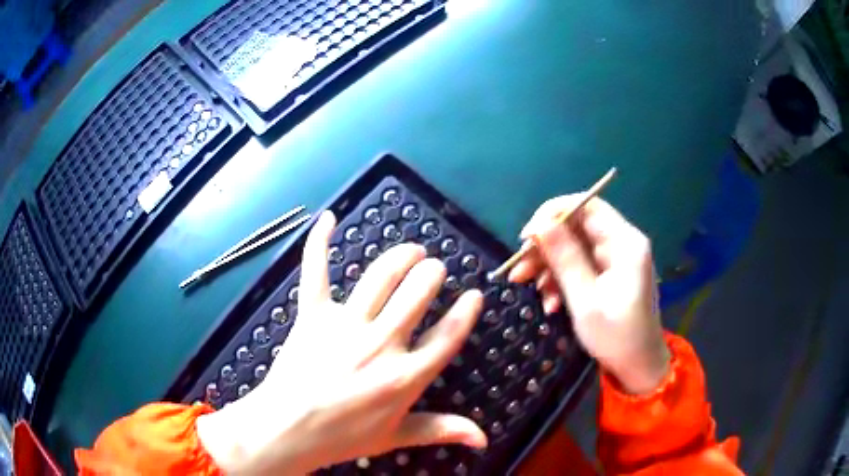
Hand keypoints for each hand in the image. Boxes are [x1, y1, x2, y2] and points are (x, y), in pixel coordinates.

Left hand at [197, 211, 486, 473]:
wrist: (288, 429)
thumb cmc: (344, 437)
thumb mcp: (396, 438)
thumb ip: (441, 430)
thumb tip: (483, 439)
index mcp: (405, 376)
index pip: (448, 336)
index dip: (466, 312)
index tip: (474, 295)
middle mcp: (381, 344)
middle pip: (417, 293)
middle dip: (432, 273)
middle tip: (434, 268)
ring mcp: (345, 325)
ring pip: (381, 277)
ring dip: (401, 256)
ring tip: (412, 250)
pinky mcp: (313, 314)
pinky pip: (316, 271)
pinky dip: (319, 243)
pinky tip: (328, 218)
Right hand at [508, 196, 668, 394]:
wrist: (638, 366)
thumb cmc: (616, 336)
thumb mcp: (586, 300)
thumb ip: (564, 259)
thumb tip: (540, 224)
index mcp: (625, 243)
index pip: (587, 206)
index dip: (553, 214)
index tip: (526, 237)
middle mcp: (622, 243)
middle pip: (577, 227)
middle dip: (545, 246)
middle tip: (519, 269)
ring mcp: (616, 259)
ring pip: (574, 246)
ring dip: (549, 266)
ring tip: (528, 288)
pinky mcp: (609, 273)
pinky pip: (580, 264)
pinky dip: (561, 279)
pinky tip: (549, 302)